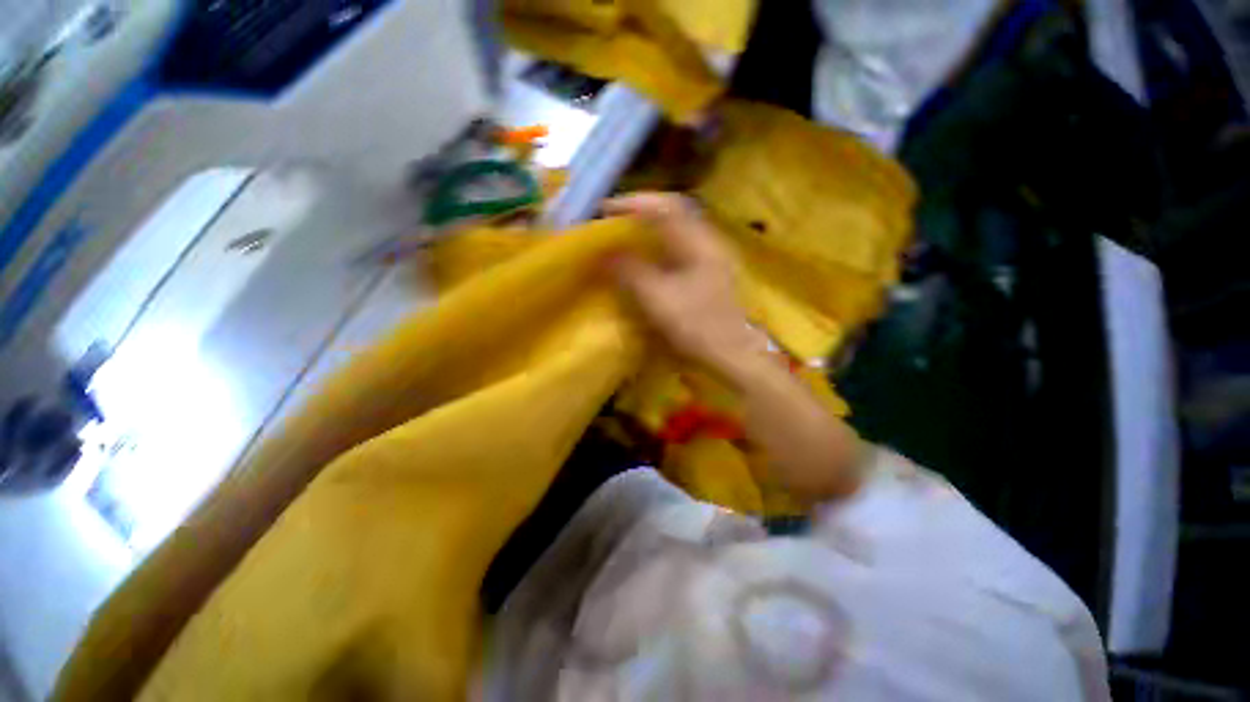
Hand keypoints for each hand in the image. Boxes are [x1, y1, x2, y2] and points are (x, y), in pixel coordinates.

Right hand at [606, 193, 767, 375]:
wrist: (732, 354)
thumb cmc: (698, 327)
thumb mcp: (659, 300)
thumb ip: (631, 272)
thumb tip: (606, 252)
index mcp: (700, 243)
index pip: (665, 207)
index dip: (633, 203)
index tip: (604, 210)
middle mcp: (708, 241)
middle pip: (672, 212)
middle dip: (640, 212)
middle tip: (612, 219)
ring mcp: (711, 256)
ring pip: (676, 229)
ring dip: (649, 227)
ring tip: (624, 233)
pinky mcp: (708, 271)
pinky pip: (678, 246)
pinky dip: (658, 244)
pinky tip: (646, 256)